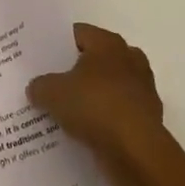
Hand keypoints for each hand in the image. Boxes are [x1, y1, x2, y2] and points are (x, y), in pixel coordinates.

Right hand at [28, 24, 169, 183]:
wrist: (136, 152)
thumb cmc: (95, 107)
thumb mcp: (52, 93)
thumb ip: (40, 86)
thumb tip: (36, 88)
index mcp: (108, 43)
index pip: (78, 33)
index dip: (57, 44)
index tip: (40, 58)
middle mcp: (130, 59)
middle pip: (95, 60)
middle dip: (75, 71)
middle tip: (50, 82)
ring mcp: (142, 89)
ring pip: (108, 87)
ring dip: (91, 97)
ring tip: (65, 110)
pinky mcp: (147, 118)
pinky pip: (117, 112)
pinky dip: (104, 119)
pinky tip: (84, 131)